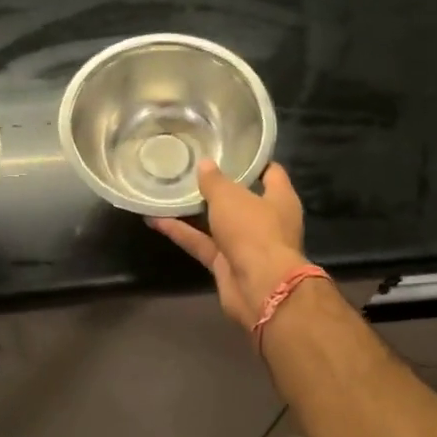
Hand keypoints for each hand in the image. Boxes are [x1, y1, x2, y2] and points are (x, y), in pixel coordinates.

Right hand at [149, 160, 308, 330]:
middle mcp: (266, 221)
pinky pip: (201, 243)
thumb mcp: (230, 197)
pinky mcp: (226, 264)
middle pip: (241, 199)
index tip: (230, 149)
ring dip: (194, 210)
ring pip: (217, 223)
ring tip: (169, 190)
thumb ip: (214, 181)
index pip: (271, 173)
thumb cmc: (254, 230)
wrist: (259, 287)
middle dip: (218, 186)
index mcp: (280, 199)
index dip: (253, 161)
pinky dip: (181, 233)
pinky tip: (156, 219)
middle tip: (192, 168)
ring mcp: (246, 244)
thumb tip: (205, 164)